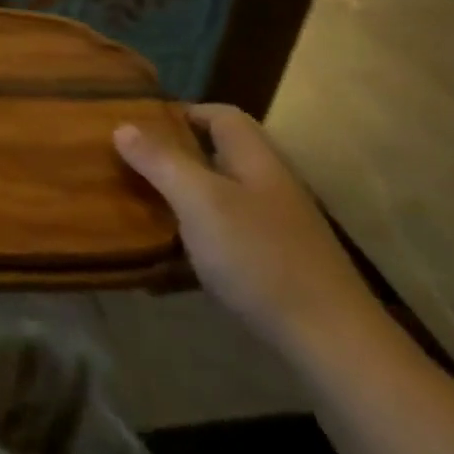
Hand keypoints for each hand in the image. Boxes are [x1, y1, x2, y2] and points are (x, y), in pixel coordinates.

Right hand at [114, 104, 380, 361]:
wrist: (330, 341)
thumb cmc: (260, 257)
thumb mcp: (200, 201)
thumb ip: (161, 161)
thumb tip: (122, 125)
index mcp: (256, 160)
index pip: (222, 116)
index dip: (183, 112)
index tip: (140, 124)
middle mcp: (268, 186)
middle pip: (218, 156)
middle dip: (174, 156)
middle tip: (128, 164)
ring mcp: (274, 227)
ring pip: (219, 197)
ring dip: (181, 198)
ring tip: (139, 206)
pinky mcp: (273, 264)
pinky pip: (224, 236)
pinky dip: (195, 238)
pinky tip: (169, 258)